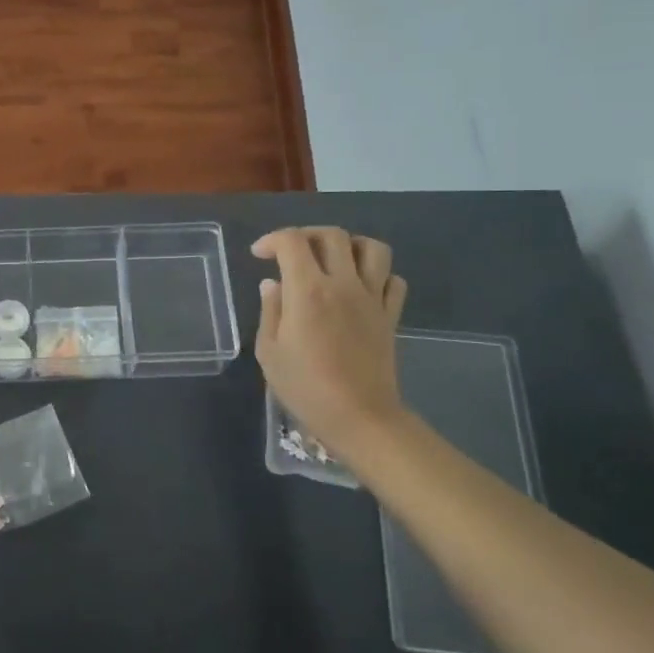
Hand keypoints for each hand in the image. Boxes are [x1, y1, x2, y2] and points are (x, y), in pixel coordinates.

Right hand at [253, 227, 409, 457]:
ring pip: (372, 248)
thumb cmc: (305, 387)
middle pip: (332, 235)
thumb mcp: (270, 352)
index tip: (259, 254)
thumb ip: (271, 311)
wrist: (359, 417)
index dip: (272, 240)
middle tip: (291, 253)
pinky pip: (393, 279)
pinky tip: (360, 287)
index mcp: (308, 291)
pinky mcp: (391, 315)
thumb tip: (273, 284)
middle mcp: (343, 284)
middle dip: (306, 235)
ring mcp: (373, 298)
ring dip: (349, 245)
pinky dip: (377, 274)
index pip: (292, 242)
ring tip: (332, 260)